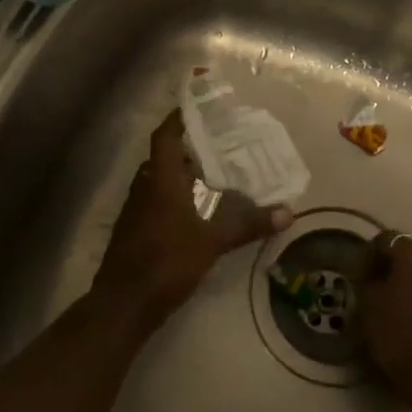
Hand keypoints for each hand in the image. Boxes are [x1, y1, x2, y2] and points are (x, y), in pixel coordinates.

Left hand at [94, 110, 290, 327]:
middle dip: (188, 148)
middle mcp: (144, 187)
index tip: (198, 108)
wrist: (123, 303)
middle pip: (164, 157)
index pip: (165, 136)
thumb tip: (288, 212)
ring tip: (212, 173)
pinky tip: (194, 208)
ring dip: (180, 173)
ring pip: (158, 179)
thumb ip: (248, 225)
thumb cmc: (167, 262)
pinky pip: (154, 199)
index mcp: (160, 179)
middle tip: (217, 143)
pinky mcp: (133, 229)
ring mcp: (134, 209)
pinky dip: (173, 195)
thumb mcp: (212, 243)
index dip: (178, 119)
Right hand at [361, 231, 411, 406]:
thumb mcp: (368, 304)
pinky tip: (406, 312)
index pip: (386, 239)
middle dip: (390, 265)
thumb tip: (369, 271)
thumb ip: (366, 279)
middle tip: (372, 285)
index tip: (359, 272)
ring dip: (406, 279)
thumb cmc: (397, 333)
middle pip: (407, 252)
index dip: (370, 253)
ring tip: (389, 301)